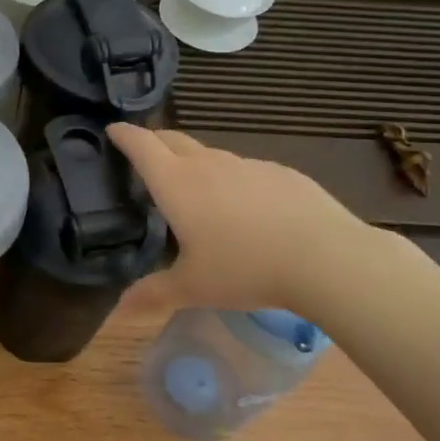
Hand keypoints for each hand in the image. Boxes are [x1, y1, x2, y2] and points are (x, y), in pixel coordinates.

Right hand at [106, 123, 370, 318]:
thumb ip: (153, 294)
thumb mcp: (193, 287)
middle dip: (155, 140)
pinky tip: (248, 210)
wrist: (326, 257)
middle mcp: (208, 164)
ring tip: (197, 190)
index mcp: (177, 184)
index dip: (124, 135)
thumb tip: (118, 310)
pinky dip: (235, 181)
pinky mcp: (281, 173)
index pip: (141, 146)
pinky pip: (246, 171)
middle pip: (173, 139)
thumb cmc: (245, 268)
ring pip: (211, 155)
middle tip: (146, 154)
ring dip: (196, 164)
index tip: (113, 130)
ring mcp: (247, 165)